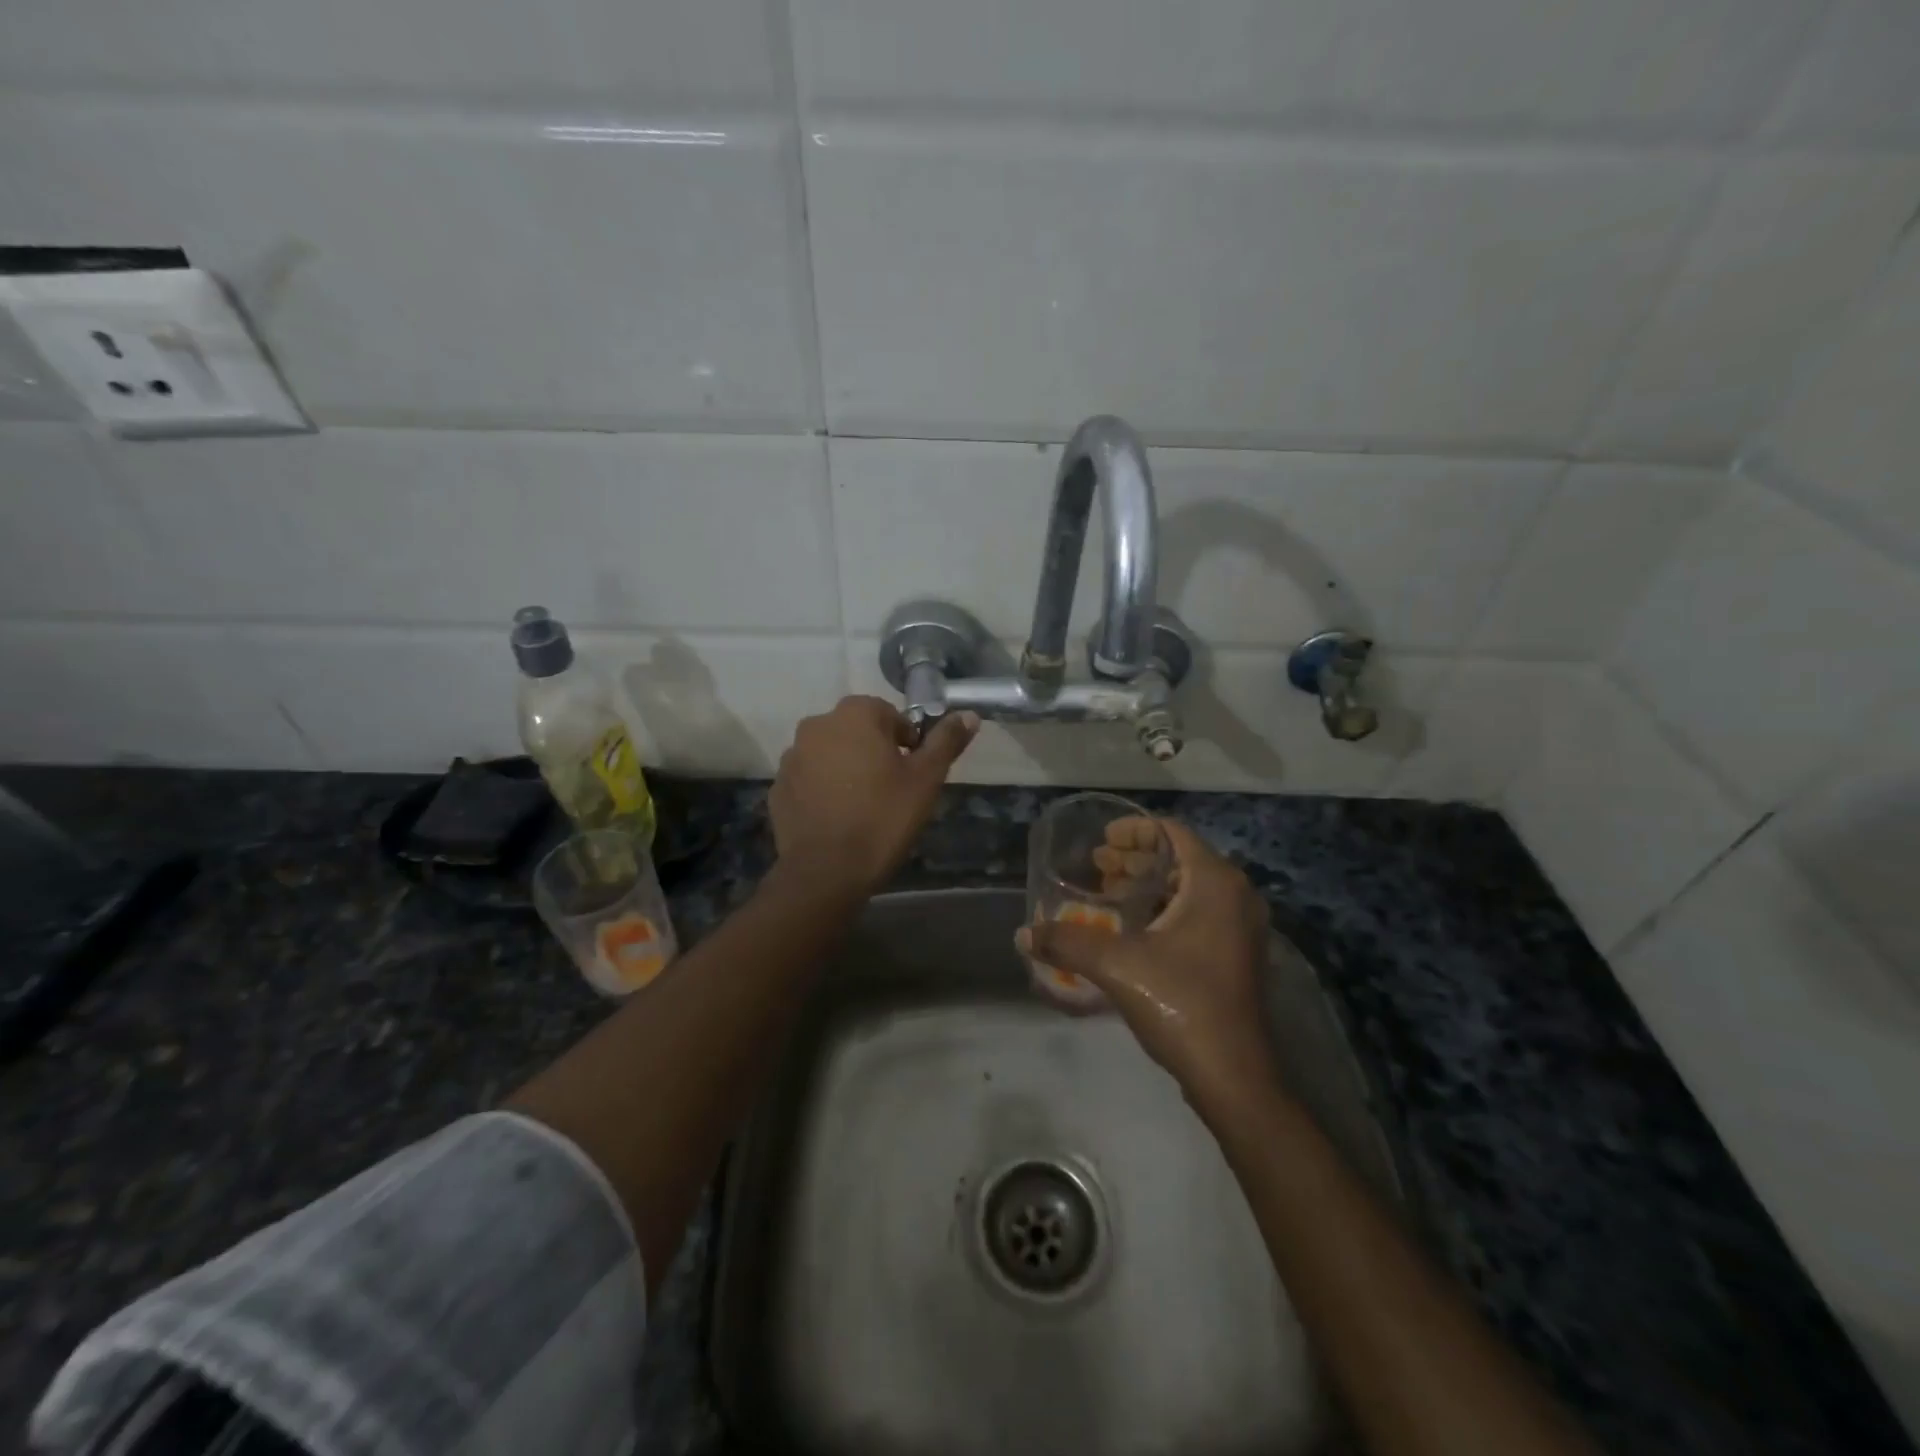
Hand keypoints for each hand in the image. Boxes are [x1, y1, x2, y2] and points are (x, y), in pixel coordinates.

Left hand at [770, 696, 977, 896]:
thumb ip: (946, 741)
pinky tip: (838, 819)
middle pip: (856, 731)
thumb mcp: (926, 779)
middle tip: (892, 789)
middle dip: (874, 752)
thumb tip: (969, 715)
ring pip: (830, 754)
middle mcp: (816, 726)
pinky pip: (809, 780)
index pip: (888, 714)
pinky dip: (823, 790)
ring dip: (846, 769)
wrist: (826, 872)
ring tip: (863, 806)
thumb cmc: (883, 818)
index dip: (905, 741)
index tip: (912, 772)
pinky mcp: (778, 788)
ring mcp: (792, 757)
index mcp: (854, 715)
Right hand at [1018, 818, 1275, 1101]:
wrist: (1234, 1077)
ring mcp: (1240, 928)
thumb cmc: (1181, 1004)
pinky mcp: (1236, 956)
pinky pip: (1197, 913)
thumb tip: (1023, 934)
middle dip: (1135, 859)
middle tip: (1096, 866)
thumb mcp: (1116, 966)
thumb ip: (1068, 942)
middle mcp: (1235, 896)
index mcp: (1215, 883)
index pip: (1172, 832)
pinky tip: (1130, 929)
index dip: (1134, 830)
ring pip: (1188, 888)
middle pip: (1180, 858)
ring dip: (1147, 885)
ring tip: (1106, 893)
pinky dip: (1162, 909)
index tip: (1101, 839)